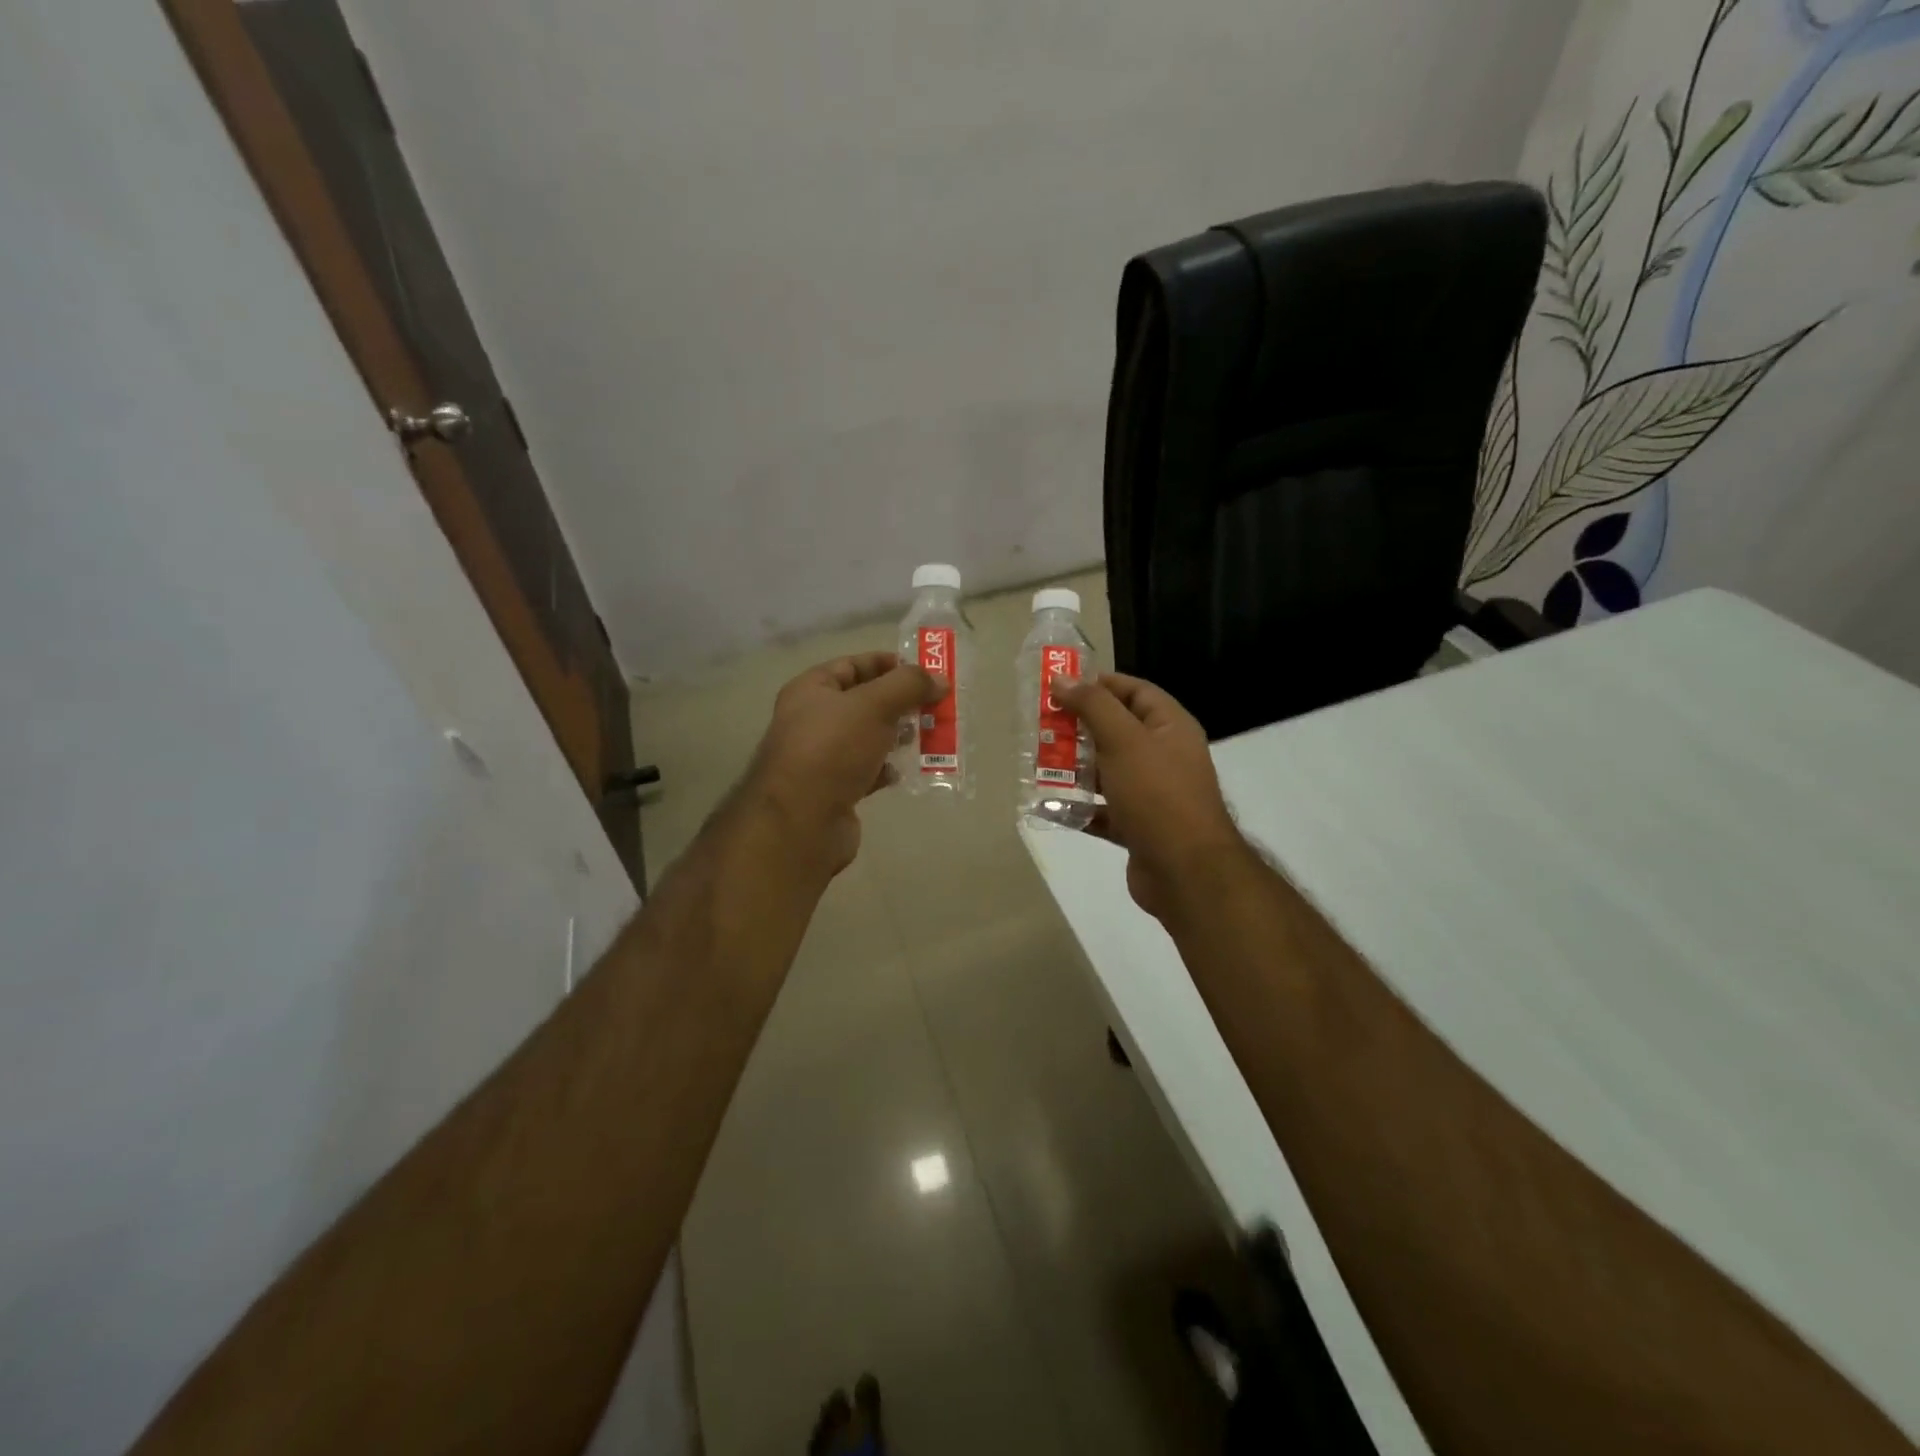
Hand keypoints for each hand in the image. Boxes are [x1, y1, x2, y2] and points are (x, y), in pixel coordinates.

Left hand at [744, 652, 943, 873]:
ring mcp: (821, 757)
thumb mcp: (874, 705)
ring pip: (867, 737)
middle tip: (933, 707)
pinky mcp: (834, 790)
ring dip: (896, 736)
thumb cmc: (833, 749)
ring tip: (926, 738)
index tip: (924, 672)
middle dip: (899, 703)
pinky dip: (886, 769)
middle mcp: (811, 720)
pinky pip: (866, 771)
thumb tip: (940, 679)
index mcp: (810, 690)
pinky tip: (902, 772)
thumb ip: (909, 685)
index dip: (887, 664)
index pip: (852, 665)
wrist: (802, 821)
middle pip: (863, 702)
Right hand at [1057, 673, 1245, 919]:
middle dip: (1079, 727)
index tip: (1061, 686)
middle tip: (1042, 724)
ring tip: (1037, 762)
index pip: (1136, 691)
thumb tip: (1063, 679)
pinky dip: (1078, 807)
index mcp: (1170, 728)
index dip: (1100, 684)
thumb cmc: (1157, 794)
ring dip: (1074, 767)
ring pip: (1107, 772)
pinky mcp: (1137, 827)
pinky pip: (1102, 810)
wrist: (1185, 872)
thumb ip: (1093, 706)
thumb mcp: (1124, 740)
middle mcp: (1164, 757)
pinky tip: (1048, 805)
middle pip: (1117, 731)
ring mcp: (1151, 794)